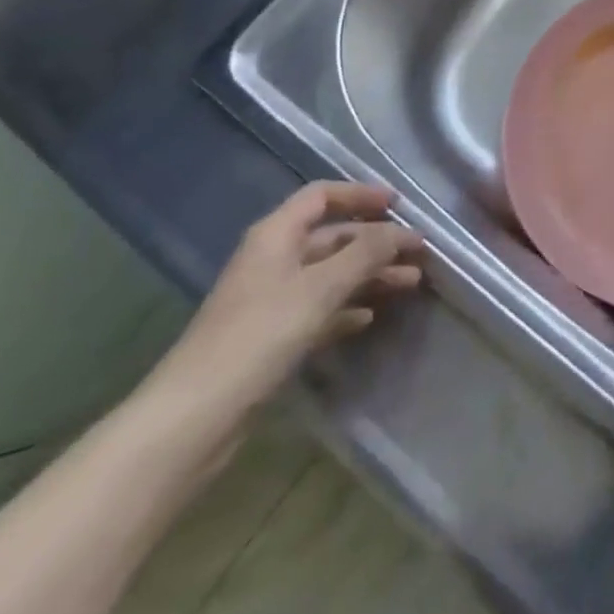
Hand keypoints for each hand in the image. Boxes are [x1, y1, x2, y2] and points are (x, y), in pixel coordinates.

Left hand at [146, 183, 423, 431]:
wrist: (195, 418)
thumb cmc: (259, 336)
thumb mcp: (321, 288)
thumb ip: (366, 253)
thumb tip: (401, 231)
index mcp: (276, 234)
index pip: (322, 196)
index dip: (360, 195)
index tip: (398, 205)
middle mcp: (274, 259)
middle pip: (332, 237)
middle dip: (376, 242)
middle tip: (418, 252)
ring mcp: (271, 300)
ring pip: (331, 275)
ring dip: (369, 275)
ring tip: (410, 283)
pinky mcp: (272, 338)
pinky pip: (319, 310)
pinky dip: (347, 308)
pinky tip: (370, 317)